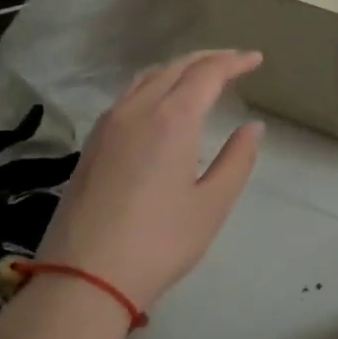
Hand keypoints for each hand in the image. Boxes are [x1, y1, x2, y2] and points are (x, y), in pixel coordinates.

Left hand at [38, 50, 264, 317]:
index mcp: (173, 119)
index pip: (208, 73)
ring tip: (200, 74)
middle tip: (235, 61)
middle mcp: (138, 109)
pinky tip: (161, 102)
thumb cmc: (158, 243)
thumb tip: (253, 127)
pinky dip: (154, 84)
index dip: (234, 62)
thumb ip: (237, 159)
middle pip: (176, 67)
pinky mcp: (92, 143)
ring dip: (178, 68)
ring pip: (147, 77)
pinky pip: (128, 95)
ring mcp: (109, 125)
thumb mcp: (212, 204)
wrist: (81, 279)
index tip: (255, 59)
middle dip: (208, 58)